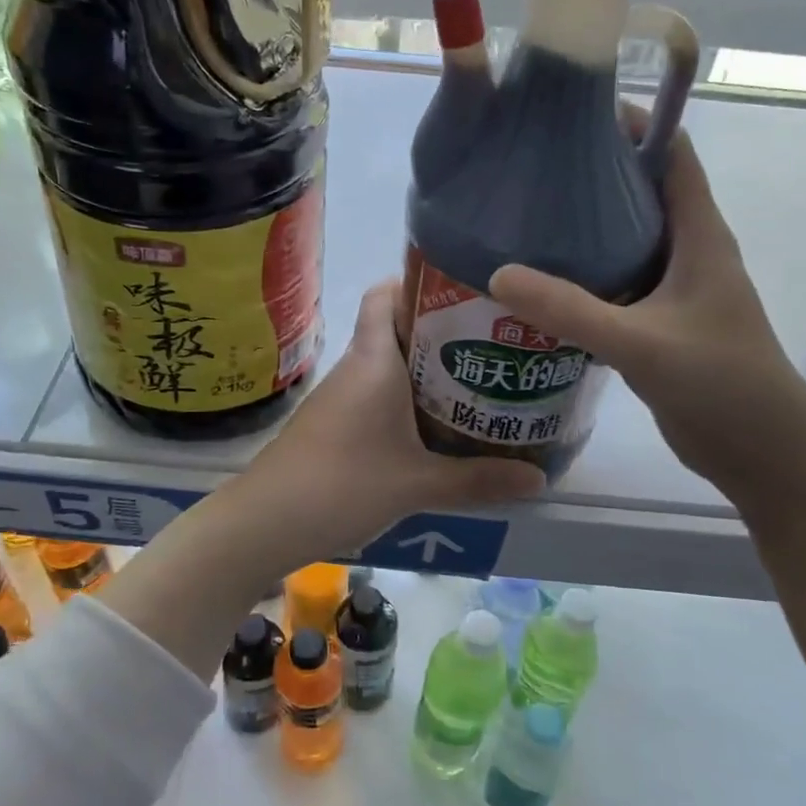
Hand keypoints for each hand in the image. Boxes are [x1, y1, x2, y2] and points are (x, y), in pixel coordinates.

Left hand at [234, 281, 546, 559]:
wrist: (266, 521)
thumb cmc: (343, 484)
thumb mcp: (418, 485)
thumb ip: (478, 480)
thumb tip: (539, 479)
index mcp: (374, 360)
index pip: (385, 295)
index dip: (418, 283)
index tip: (464, 293)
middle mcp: (356, 368)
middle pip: (396, 330)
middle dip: (441, 333)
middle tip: (492, 345)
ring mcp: (340, 397)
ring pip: (387, 367)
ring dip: (425, 372)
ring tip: (476, 384)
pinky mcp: (333, 424)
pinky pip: (376, 397)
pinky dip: (405, 402)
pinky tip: (434, 429)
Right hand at [489, 128, 805, 501]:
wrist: (762, 451)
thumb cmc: (720, 383)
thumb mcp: (641, 343)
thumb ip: (571, 310)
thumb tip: (497, 274)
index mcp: (699, 236)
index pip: (672, 154)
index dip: (633, 122)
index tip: (575, 112)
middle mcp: (688, 252)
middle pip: (640, 191)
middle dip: (592, 172)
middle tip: (529, 166)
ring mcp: (673, 290)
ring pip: (624, 239)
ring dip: (583, 226)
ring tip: (522, 216)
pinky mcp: (658, 324)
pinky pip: (615, 283)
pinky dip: (581, 274)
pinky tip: (539, 284)